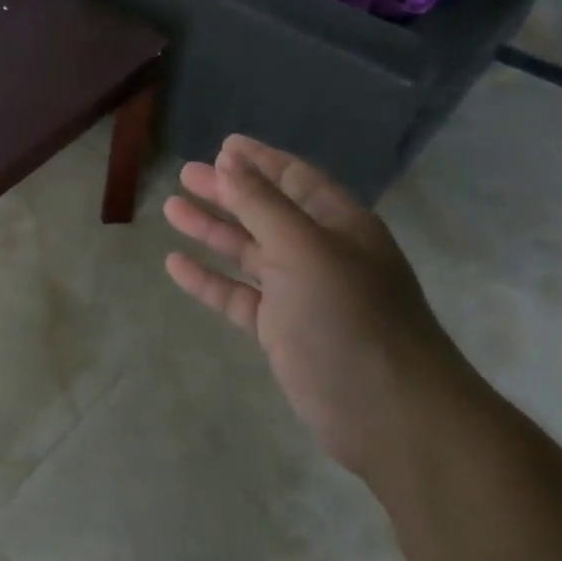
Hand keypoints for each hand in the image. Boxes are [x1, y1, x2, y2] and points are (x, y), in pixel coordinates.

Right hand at [163, 135, 467, 479]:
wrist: (390, 416)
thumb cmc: (350, 316)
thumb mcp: (304, 248)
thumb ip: (261, 204)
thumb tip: (228, 161)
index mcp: (339, 225)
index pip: (295, 178)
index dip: (260, 160)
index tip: (223, 144)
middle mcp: (320, 253)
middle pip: (266, 211)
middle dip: (227, 191)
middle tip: (186, 174)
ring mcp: (300, 294)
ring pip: (248, 252)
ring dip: (212, 229)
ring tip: (171, 209)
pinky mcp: (281, 331)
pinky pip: (237, 296)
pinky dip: (208, 279)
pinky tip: (174, 265)